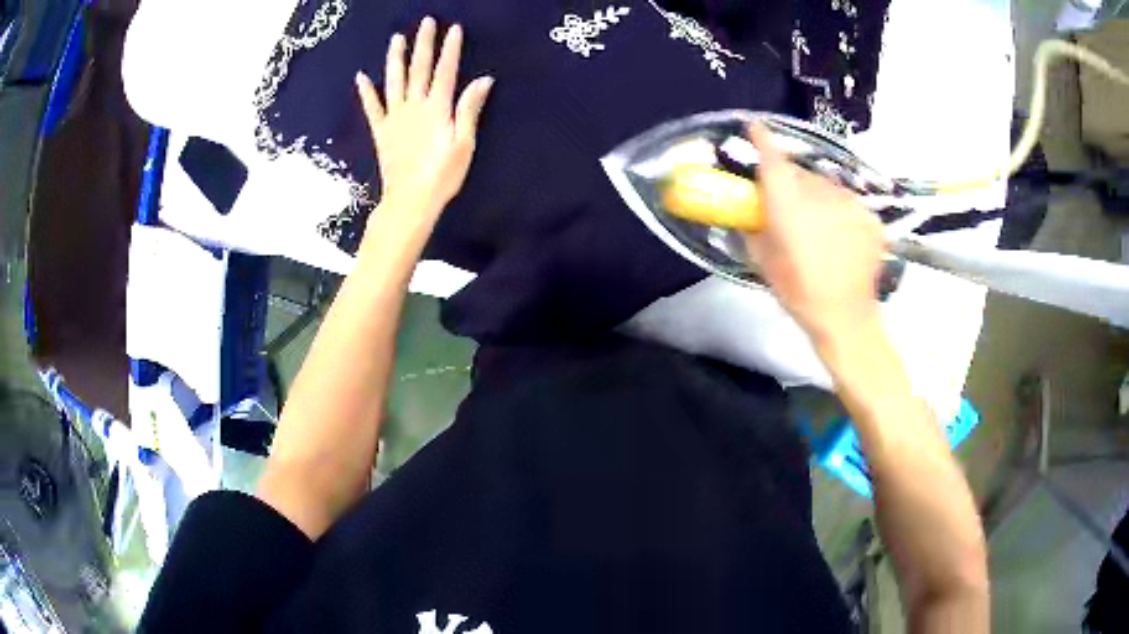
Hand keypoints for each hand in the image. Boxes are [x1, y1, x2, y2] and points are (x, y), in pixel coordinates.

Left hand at [356, 17, 493, 217]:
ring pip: (394, 81)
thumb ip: (469, 109)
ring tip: (396, 38)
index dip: (450, 49)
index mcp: (437, 108)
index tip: (453, 28)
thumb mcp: (464, 143)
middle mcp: (414, 106)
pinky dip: (366, 92)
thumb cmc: (443, 175)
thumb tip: (483, 79)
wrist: (410, 200)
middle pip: (419, 69)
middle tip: (426, 22)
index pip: (445, 71)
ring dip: (395, 58)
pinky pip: (372, 108)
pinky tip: (361, 77)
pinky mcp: (381, 131)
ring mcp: (394, 117)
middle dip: (423, 44)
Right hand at [743, 123, 885, 343]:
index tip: (755, 126)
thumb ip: (753, 228)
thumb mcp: (762, 261)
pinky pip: (848, 205)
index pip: (773, 157)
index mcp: (788, 202)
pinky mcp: (869, 216)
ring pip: (827, 188)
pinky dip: (841, 215)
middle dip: (793, 184)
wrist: (846, 317)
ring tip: (821, 230)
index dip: (762, 137)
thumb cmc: (798, 292)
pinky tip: (842, 239)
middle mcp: (819, 193)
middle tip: (791, 209)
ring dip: (819, 199)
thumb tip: (748, 212)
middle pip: (801, 174)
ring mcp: (849, 203)